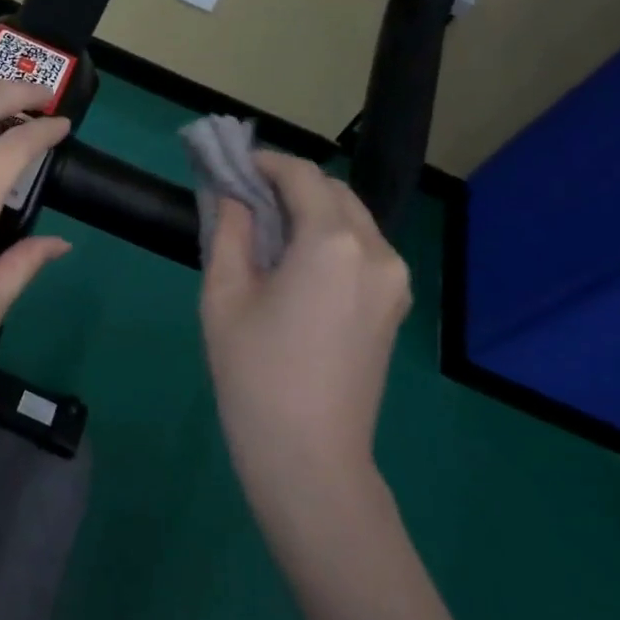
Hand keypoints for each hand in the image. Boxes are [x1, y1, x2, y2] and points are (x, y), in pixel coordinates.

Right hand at [200, 151, 410, 513]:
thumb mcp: (224, 295)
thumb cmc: (255, 373)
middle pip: (334, 192)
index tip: (234, 165)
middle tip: (246, 198)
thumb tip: (233, 197)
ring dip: (313, 210)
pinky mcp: (395, 306)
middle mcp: (377, 251)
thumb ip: (228, 231)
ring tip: (268, 231)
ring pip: (353, 219)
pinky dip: (331, 238)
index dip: (266, 162)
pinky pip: (364, 250)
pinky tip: (297, 263)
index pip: (302, 176)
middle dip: (291, 184)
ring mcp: (394, 280)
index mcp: (333, 242)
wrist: (309, 456)